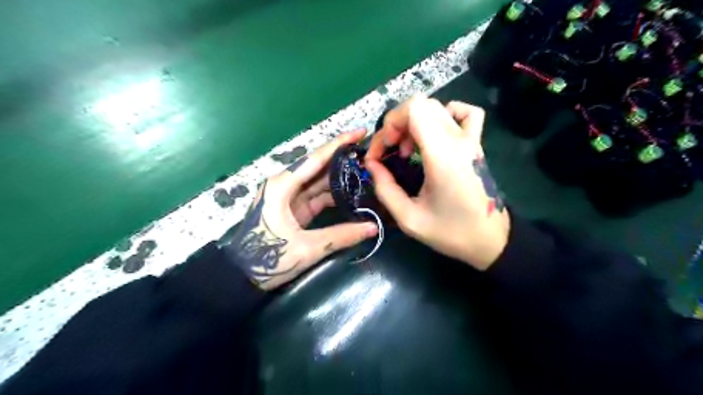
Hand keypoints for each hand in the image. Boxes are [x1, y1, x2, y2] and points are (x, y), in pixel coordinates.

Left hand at [225, 129, 378, 289]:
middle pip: (319, 167)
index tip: (361, 132)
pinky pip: (317, 196)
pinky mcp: (293, 208)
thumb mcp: (307, 248)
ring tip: (366, 174)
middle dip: (344, 160)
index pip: (316, 158)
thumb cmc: (268, 258)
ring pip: (319, 181)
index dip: (340, 144)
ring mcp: (289, 196)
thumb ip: (341, 236)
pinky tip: (352, 194)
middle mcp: (285, 184)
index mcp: (283, 185)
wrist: (241, 276)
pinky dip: (334, 195)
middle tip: (370, 156)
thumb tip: (373, 227)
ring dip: (341, 178)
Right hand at [365, 94, 508, 270]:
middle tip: (390, 152)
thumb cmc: (451, 232)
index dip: (389, 125)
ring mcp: (471, 140)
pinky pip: (464, 114)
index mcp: (443, 156)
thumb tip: (372, 165)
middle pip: (421, 104)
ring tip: (408, 149)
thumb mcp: (409, 219)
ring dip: (414, 122)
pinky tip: (436, 134)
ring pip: (437, 107)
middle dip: (396, 124)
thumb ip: (385, 189)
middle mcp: (459, 140)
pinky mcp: (477, 145)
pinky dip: (445, 115)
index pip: (414, 110)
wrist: (491, 240)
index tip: (381, 153)